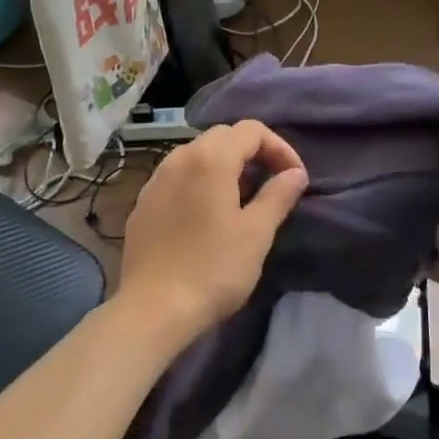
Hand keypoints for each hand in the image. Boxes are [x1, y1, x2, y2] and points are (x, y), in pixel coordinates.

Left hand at [115, 121, 308, 346]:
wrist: (154, 308)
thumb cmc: (213, 269)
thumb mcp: (256, 233)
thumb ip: (278, 195)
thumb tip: (296, 174)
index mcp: (210, 159)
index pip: (251, 130)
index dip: (280, 148)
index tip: (294, 178)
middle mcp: (178, 158)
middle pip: (221, 137)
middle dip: (252, 152)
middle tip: (272, 184)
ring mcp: (155, 181)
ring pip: (196, 155)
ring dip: (224, 166)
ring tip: (242, 199)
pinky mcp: (142, 204)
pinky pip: (176, 178)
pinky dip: (199, 183)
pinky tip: (206, 215)